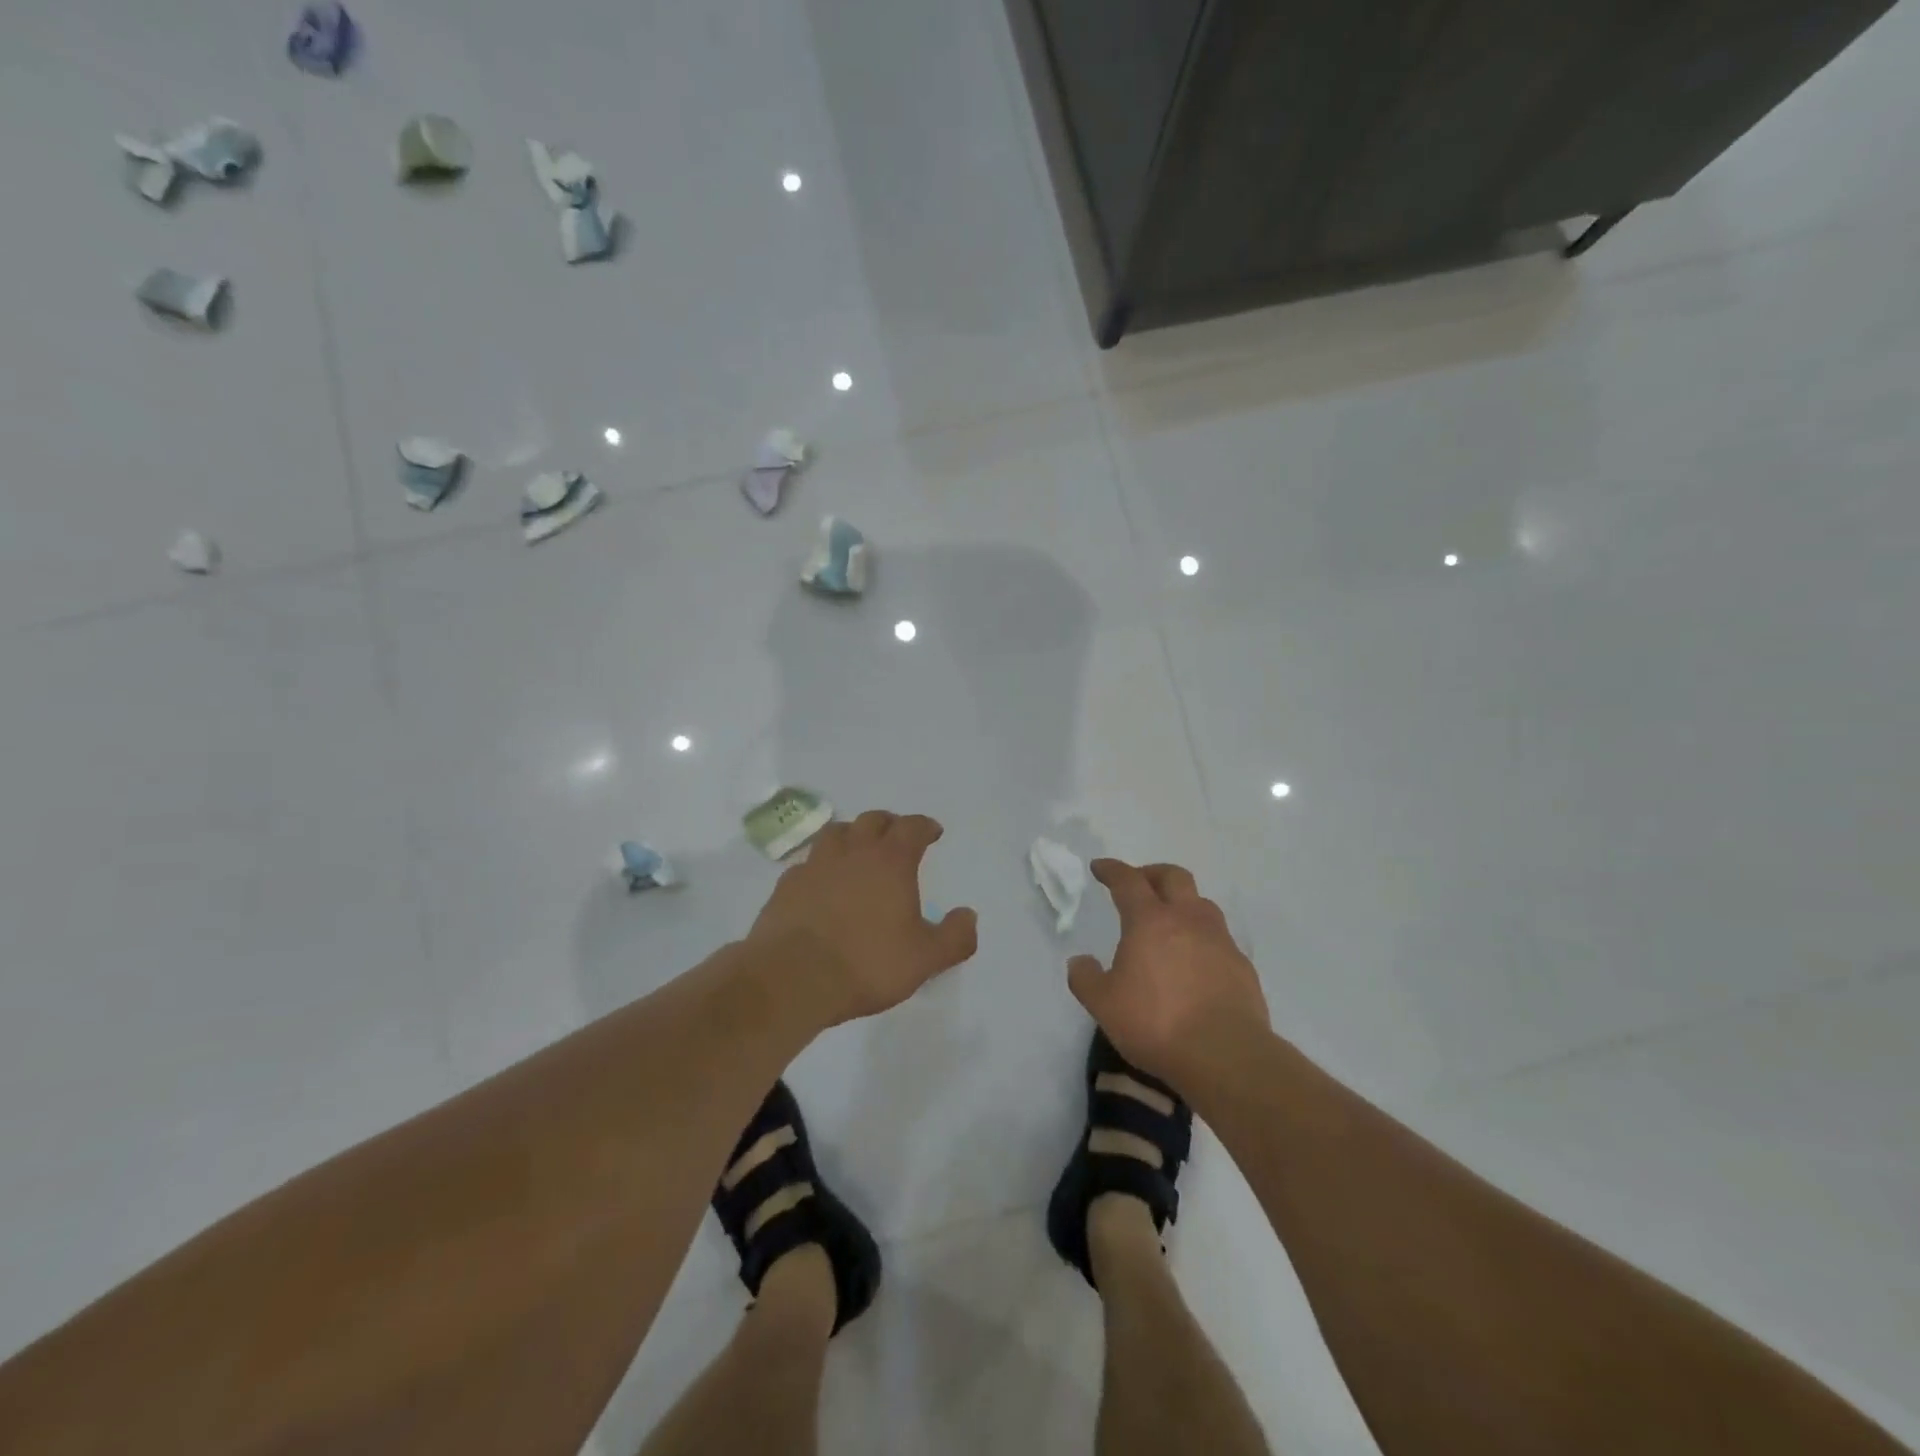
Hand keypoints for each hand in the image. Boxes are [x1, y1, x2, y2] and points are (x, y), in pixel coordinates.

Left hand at [747, 810, 977, 1027]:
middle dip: (888, 824)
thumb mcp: (924, 959)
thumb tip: (969, 916)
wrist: (793, 978)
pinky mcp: (786, 886)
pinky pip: (808, 862)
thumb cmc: (867, 963)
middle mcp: (852, 853)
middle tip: (896, 836)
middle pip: (871, 821)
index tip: (932, 832)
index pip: (911, 827)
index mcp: (890, 861)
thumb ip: (954, 937)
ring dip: (851, 834)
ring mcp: (815, 865)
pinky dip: (821, 864)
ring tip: (857, 849)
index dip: (924, 826)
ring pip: (835, 833)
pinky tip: (822, 882)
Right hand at [1067, 858, 1268, 1087]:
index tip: (1100, 867)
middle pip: (1173, 877)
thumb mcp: (1104, 1005)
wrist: (1225, 1055)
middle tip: (1139, 884)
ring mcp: (1220, 940)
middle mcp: (1187, 919)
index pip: (1128, 881)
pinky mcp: (1242, 965)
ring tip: (1170, 922)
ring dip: (1182, 903)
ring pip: (1201, 903)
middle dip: (1152, 874)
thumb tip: (1080, 961)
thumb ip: (1086, 979)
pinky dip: (1203, 938)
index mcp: (1149, 921)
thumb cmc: (1156, 1023)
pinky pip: (1219, 938)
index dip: (1112, 870)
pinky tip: (1195, 961)